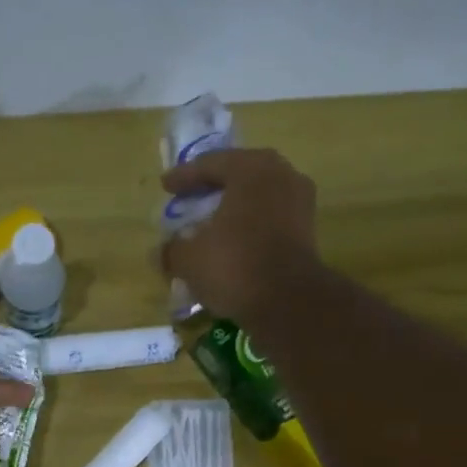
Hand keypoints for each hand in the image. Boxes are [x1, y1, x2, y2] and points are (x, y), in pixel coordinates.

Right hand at [160, 148, 320, 321]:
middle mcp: (281, 175)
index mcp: (251, 169)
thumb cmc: (234, 267)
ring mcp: (299, 202)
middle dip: (212, 187)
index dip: (184, 176)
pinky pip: (270, 219)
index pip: (211, 164)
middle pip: (238, 175)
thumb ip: (171, 249)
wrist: (287, 302)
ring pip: (257, 197)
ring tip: (210, 222)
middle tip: (190, 196)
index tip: (165, 185)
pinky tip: (232, 242)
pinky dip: (249, 226)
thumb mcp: (189, 259)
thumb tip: (159, 252)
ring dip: (232, 208)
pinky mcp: (307, 231)